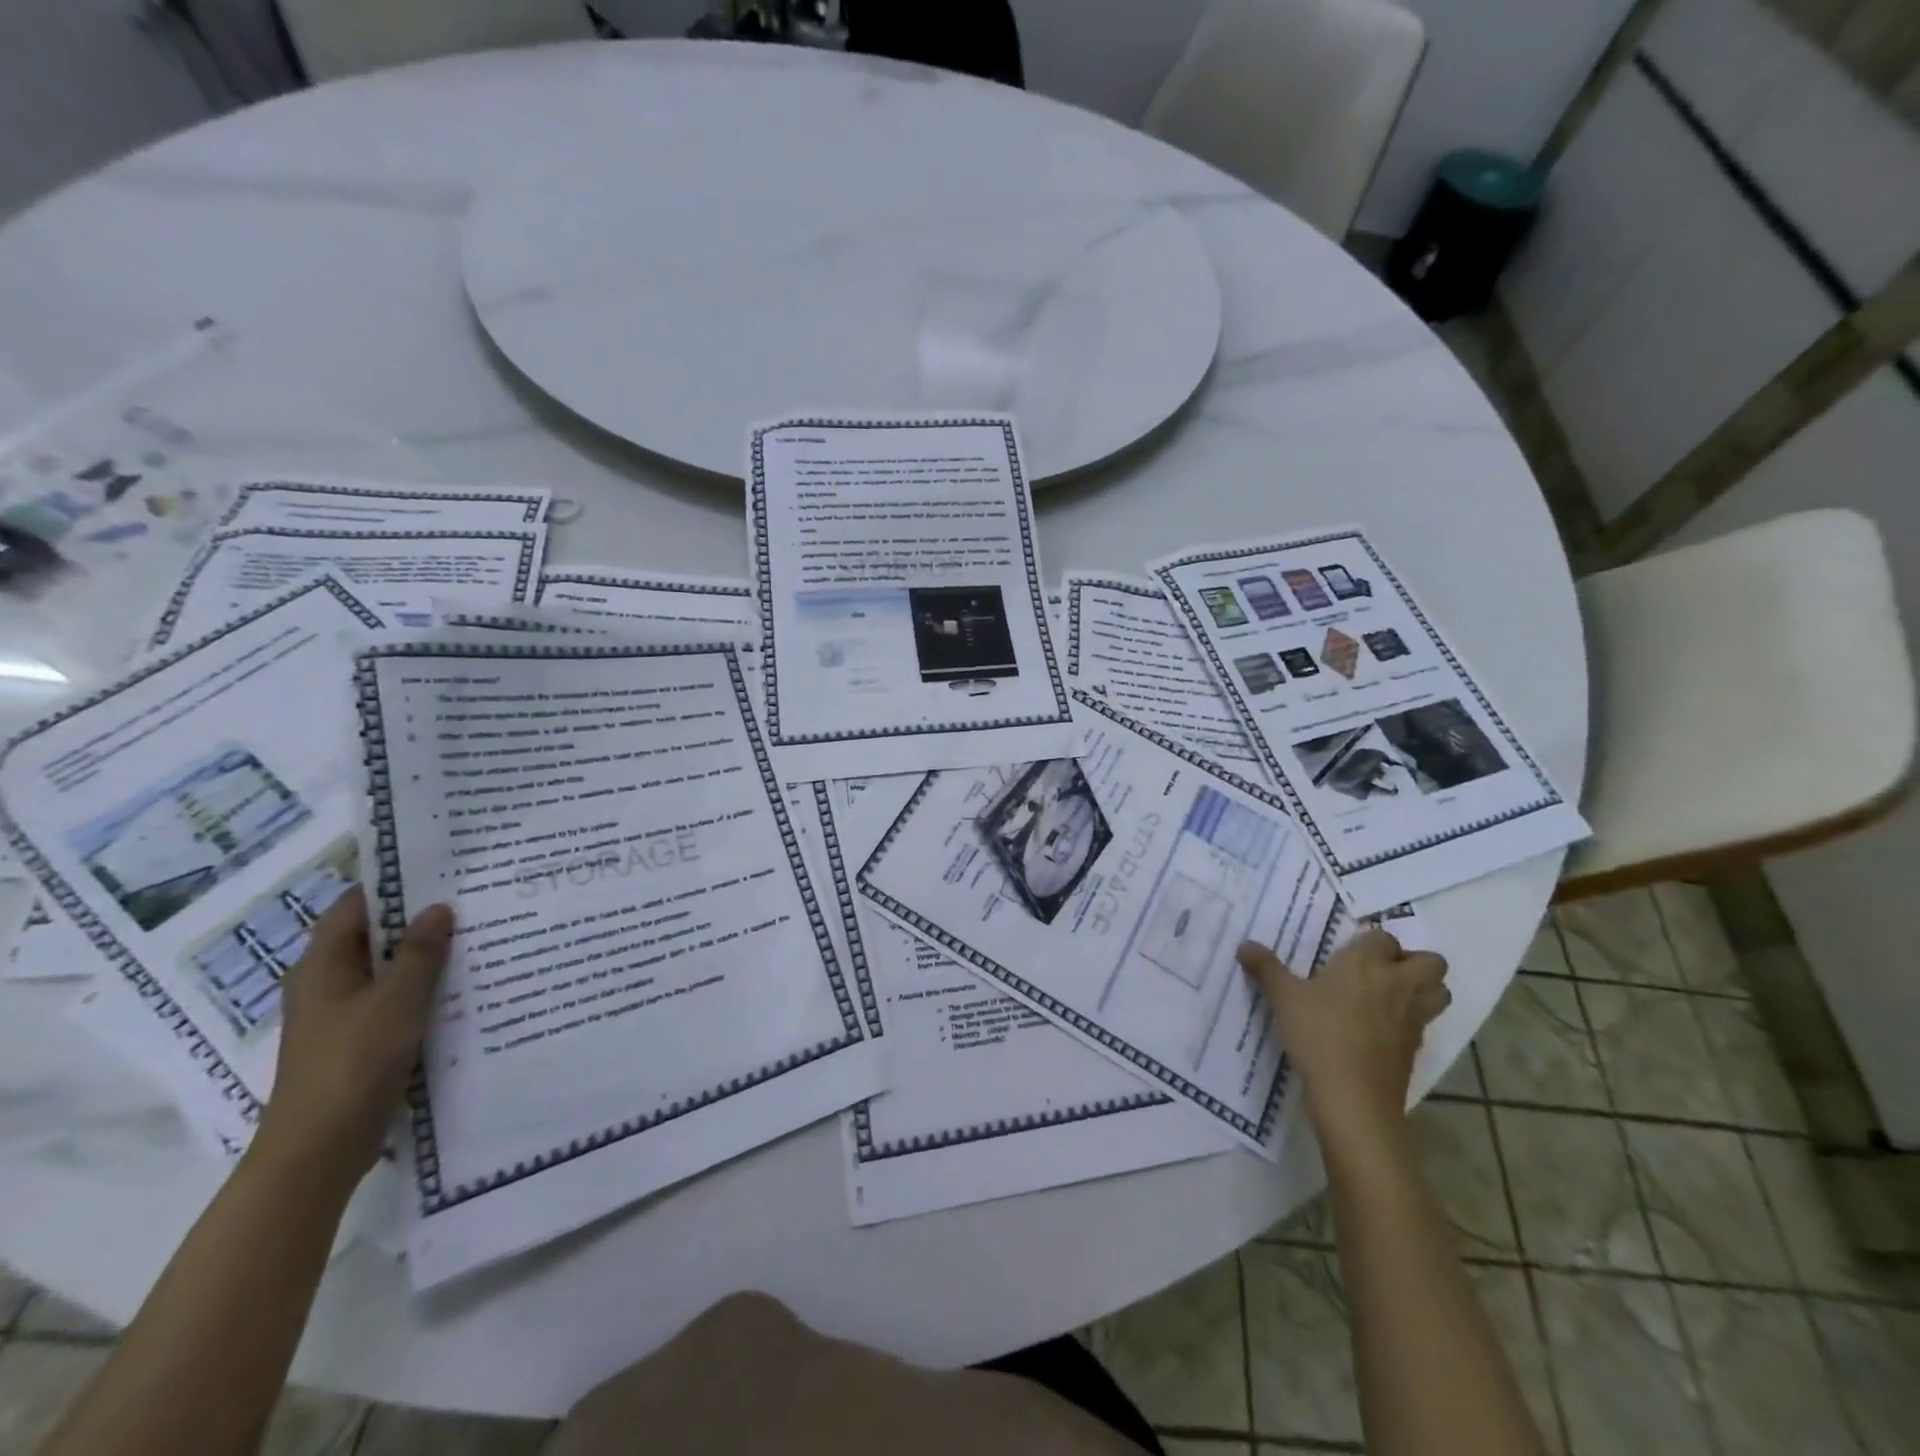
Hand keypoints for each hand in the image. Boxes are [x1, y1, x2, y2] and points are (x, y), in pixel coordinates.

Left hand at [253, 888, 452, 1186]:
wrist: (321, 1148)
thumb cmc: (354, 1061)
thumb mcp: (397, 999)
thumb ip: (421, 951)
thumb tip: (438, 908)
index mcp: (322, 965)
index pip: (356, 906)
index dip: (394, 885)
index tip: (443, 871)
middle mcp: (327, 984)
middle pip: (374, 937)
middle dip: (419, 920)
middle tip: (473, 901)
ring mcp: (341, 1015)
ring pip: (388, 971)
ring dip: (426, 956)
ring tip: (479, 938)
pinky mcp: (359, 1041)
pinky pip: (395, 1001)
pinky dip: (424, 989)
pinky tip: (463, 988)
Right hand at [1238, 928, 1448, 1149]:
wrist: (1352, 1096)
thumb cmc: (1318, 1033)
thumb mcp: (1283, 997)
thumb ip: (1266, 968)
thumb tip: (1244, 945)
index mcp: (1367, 963)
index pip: (1384, 937)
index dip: (1371, 943)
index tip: (1350, 954)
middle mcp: (1398, 984)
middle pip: (1431, 962)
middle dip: (1414, 962)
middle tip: (1381, 971)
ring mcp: (1413, 1018)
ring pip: (1440, 992)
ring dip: (1424, 990)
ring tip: (1390, 997)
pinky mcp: (1416, 1049)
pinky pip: (1425, 1024)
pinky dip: (1412, 1022)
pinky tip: (1381, 1030)